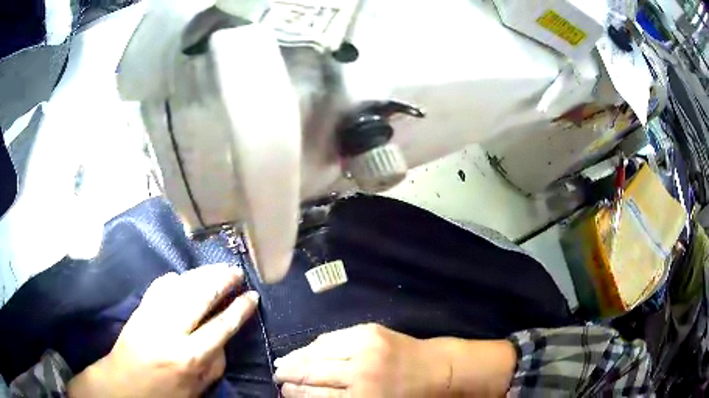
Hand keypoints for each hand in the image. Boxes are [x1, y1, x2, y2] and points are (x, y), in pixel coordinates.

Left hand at [67, 264, 258, 397]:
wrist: (124, 385)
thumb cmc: (166, 393)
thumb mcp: (199, 387)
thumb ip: (215, 361)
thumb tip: (223, 336)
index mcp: (190, 357)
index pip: (221, 325)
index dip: (240, 309)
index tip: (252, 296)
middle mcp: (171, 331)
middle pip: (201, 296)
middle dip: (222, 281)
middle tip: (236, 272)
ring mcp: (152, 315)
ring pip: (181, 284)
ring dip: (202, 274)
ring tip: (218, 268)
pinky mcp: (140, 308)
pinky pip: (160, 285)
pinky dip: (177, 278)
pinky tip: (186, 277)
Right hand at [274, 324, 516, 397]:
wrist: (440, 370)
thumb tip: (309, 396)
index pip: (314, 395)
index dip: (294, 393)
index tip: (282, 391)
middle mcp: (359, 374)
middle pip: (311, 374)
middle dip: (288, 376)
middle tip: (277, 377)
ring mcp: (364, 349)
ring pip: (316, 353)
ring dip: (296, 359)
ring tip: (283, 362)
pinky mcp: (369, 331)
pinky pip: (332, 337)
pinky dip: (315, 345)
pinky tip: (307, 350)